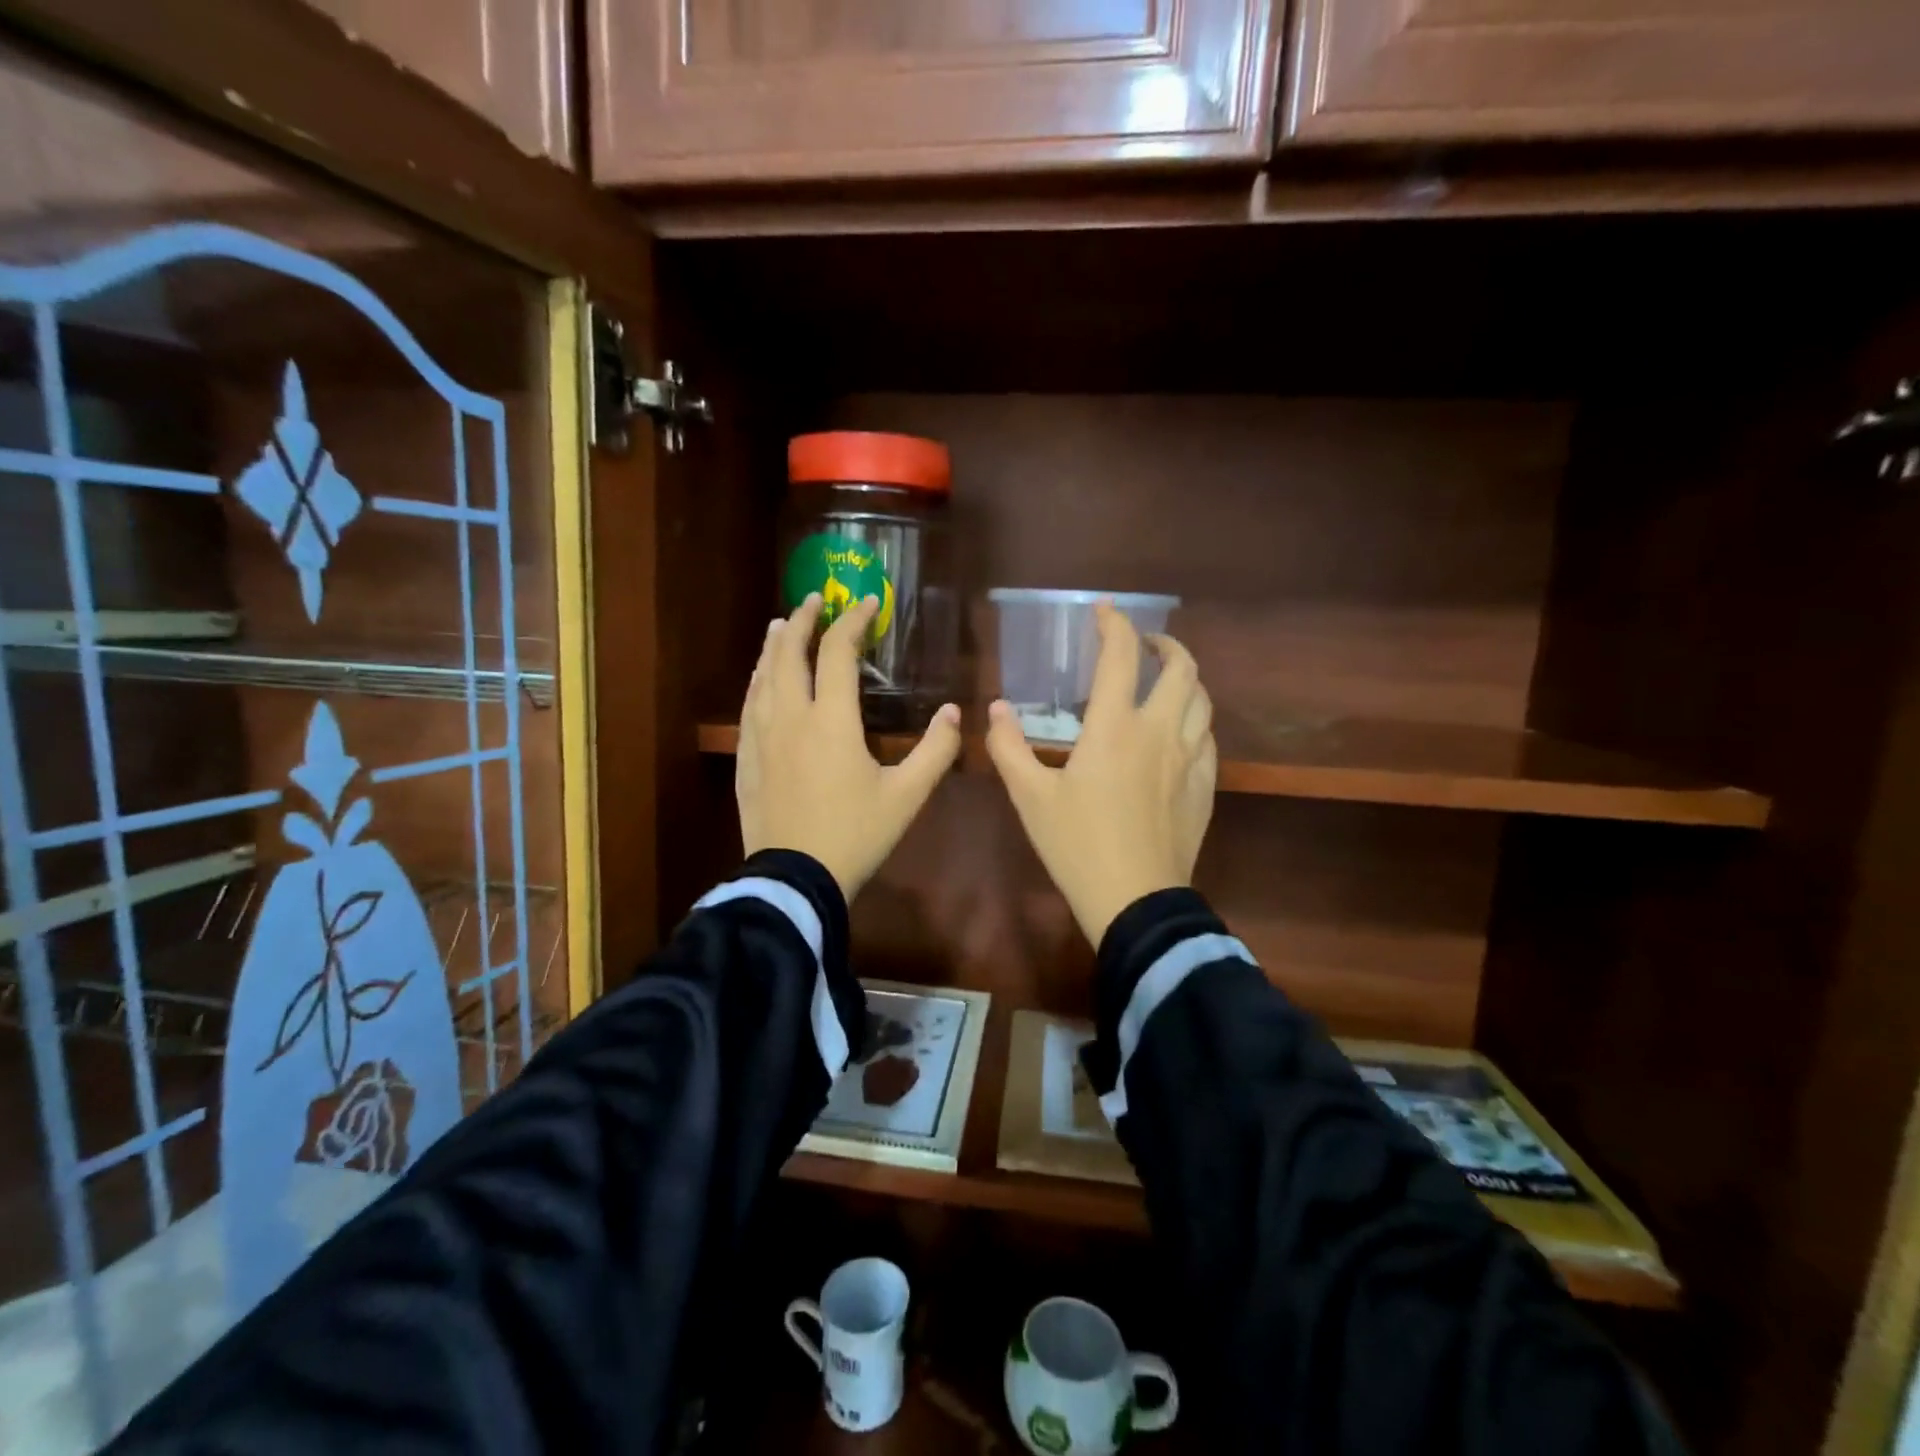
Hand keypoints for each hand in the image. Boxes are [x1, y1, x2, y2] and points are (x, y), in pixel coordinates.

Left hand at [737, 592, 962, 901]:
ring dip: (774, 646)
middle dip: (804, 621)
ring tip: (781, 625)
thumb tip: (954, 712)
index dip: (853, 622)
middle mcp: (791, 717)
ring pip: (763, 677)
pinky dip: (757, 681)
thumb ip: (935, 751)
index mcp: (831, 720)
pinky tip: (760, 680)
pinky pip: (749, 706)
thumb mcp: (907, 796)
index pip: (839, 653)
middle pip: (790, 653)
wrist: (795, 879)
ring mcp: (762, 737)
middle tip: (814, 599)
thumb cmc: (855, 835)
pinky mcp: (747, 759)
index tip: (867, 603)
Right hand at [985, 603, 1215, 947]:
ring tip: (1166, 681)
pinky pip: (1209, 738)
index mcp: (1115, 728)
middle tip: (1144, 645)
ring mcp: (1189, 760)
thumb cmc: (1076, 845)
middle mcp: (1160, 732)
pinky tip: (1182, 732)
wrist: (1135, 901)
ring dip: (1186, 679)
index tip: (1104, 611)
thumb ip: (1009, 747)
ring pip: (1203, 701)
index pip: (1121, 657)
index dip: (1114, 625)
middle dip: (1164, 645)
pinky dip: (1196, 720)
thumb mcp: (1029, 797)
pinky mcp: (1203, 787)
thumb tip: (996, 709)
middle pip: (1181, 669)